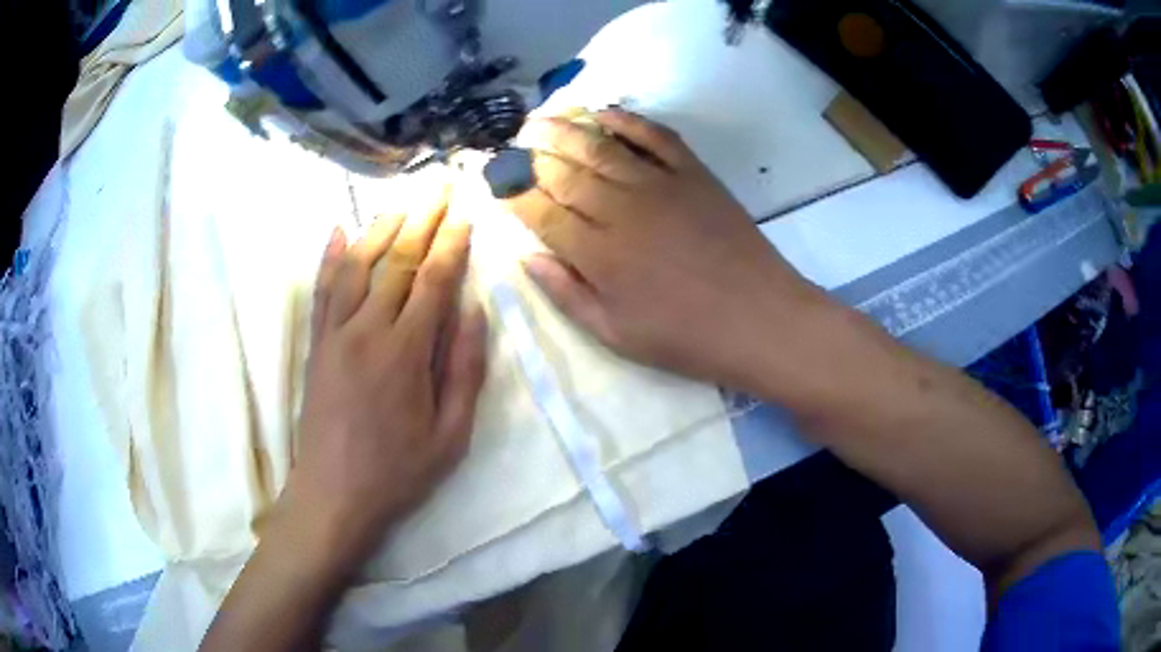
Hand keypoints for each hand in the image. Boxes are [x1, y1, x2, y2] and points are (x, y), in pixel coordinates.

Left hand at [279, 187, 486, 570]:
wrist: (333, 496)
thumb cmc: (397, 473)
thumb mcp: (451, 437)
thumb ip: (465, 371)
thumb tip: (474, 312)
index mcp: (405, 354)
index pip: (433, 282)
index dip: (451, 245)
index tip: (464, 216)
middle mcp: (367, 331)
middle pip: (397, 262)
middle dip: (422, 220)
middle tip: (438, 187)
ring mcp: (335, 335)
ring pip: (356, 266)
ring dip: (380, 229)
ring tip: (401, 204)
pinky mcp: (316, 346)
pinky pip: (322, 291)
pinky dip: (329, 258)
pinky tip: (337, 232)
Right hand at [505, 109, 827, 395]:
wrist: (758, 318)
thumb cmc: (685, 337)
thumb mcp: (616, 334)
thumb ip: (566, 294)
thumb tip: (526, 257)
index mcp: (599, 255)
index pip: (541, 212)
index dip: (513, 194)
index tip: (495, 182)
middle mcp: (622, 210)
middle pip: (565, 171)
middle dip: (531, 154)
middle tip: (511, 143)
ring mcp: (660, 186)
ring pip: (601, 146)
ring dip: (566, 128)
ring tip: (541, 118)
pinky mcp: (694, 175)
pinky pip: (655, 137)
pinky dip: (628, 120)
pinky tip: (605, 113)